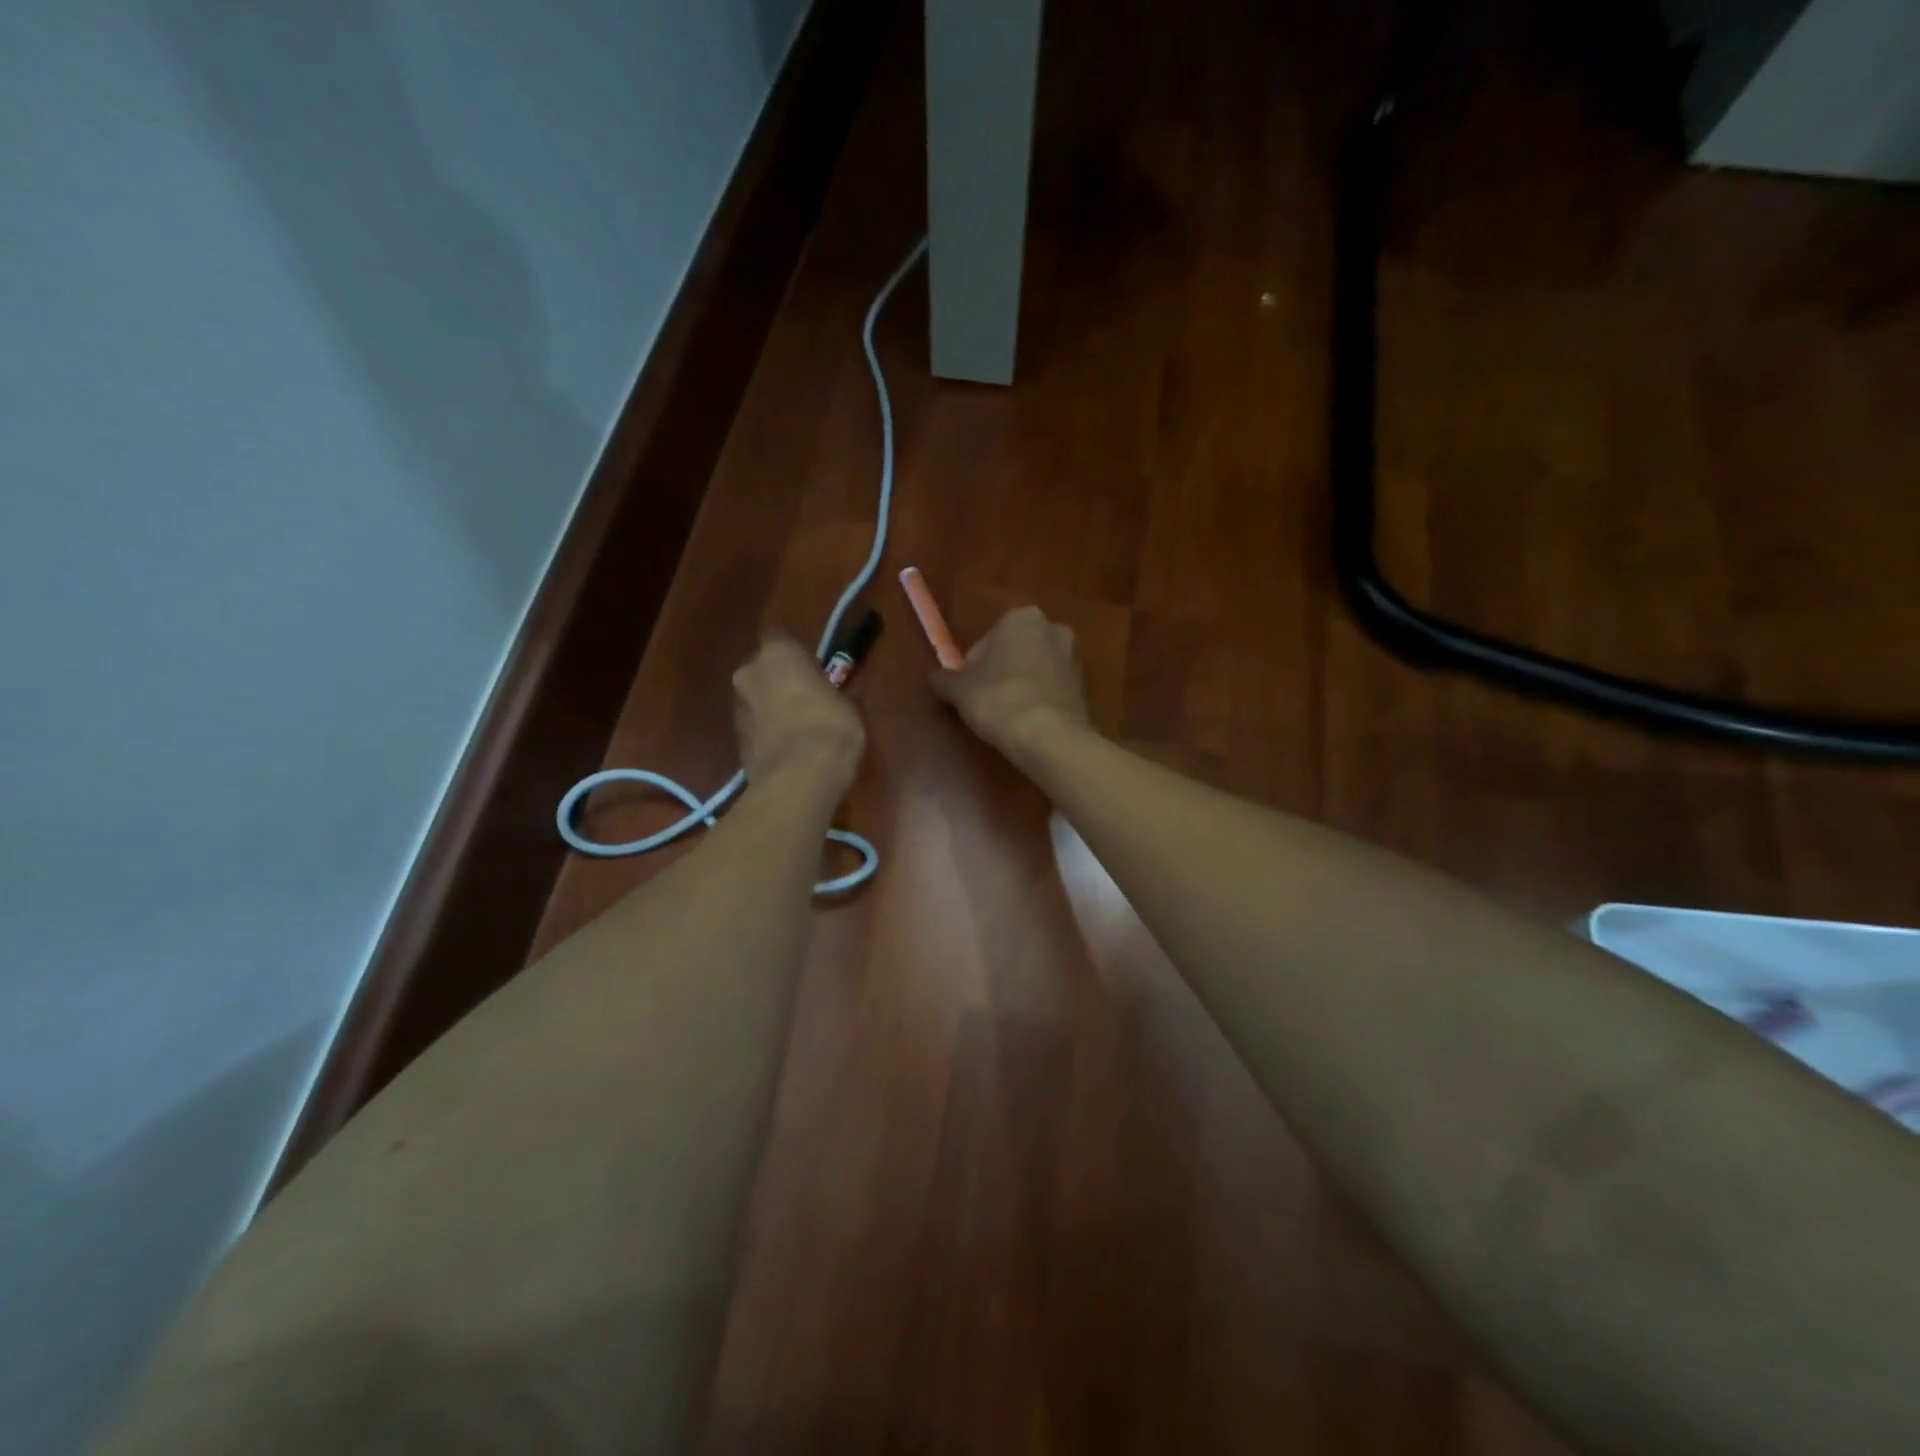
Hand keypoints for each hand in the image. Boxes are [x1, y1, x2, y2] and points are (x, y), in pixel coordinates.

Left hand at [733, 637, 865, 791]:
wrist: (799, 779)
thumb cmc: (831, 729)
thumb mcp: (849, 705)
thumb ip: (834, 691)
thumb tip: (841, 691)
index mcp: (778, 653)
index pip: (781, 638)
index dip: (796, 653)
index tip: (812, 667)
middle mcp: (749, 672)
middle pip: (764, 668)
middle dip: (780, 680)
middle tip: (805, 697)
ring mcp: (738, 706)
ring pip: (756, 698)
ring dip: (772, 707)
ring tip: (798, 728)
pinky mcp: (734, 739)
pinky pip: (755, 726)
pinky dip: (767, 732)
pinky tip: (788, 748)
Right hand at [928, 606, 1088, 758]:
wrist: (1049, 736)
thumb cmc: (999, 699)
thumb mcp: (959, 689)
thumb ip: (944, 679)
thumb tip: (934, 678)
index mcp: (1022, 618)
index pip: (986, 640)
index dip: (973, 666)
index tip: (968, 689)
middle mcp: (1053, 629)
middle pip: (1014, 651)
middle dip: (1000, 671)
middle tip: (984, 701)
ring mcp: (1073, 659)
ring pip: (1035, 669)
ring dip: (1021, 685)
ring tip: (1005, 715)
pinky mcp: (1083, 688)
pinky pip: (1051, 689)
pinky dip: (1038, 700)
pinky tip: (1026, 722)